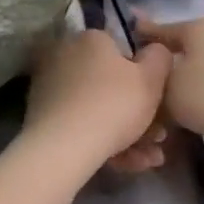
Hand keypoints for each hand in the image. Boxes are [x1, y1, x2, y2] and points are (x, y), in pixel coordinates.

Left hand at [23, 28, 174, 174]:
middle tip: (158, 138)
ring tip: (148, 159)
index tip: (158, 102)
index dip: (143, 76)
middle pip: (111, 85)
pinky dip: (104, 143)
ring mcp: (51, 87)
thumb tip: (156, 49)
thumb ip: (160, 58)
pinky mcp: (42, 116)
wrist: (63, 147)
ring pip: (98, 110)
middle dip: (139, 114)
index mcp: (90, 39)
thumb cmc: (114, 105)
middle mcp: (66, 56)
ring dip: (128, 135)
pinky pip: (81, 125)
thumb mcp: (152, 79)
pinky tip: (125, 164)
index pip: (122, 50)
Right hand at [135, 9, 203, 146]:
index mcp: (196, 27)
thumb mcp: (169, 94)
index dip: (145, 35)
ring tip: (198, 77)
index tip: (134, 34)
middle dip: (186, 39)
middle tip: (175, 58)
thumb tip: (154, 75)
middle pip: (200, 27)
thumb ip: (155, 82)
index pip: (163, 29)